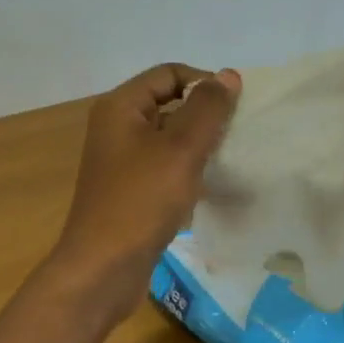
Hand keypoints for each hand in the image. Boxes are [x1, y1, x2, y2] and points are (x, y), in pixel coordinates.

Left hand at [51, 63, 241, 320]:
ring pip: (169, 140)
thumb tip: (228, 75)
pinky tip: (211, 188)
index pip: (169, 74)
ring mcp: (122, 163)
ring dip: (200, 146)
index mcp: (121, 108)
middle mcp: (117, 129)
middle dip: (205, 116)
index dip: (204, 83)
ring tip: (230, 161)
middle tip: (239, 135)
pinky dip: (188, 172)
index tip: (237, 108)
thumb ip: (207, 110)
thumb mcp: (180, 149)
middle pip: (169, 105)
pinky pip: (165, 169)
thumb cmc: (141, 202)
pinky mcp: (131, 192)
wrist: (104, 268)